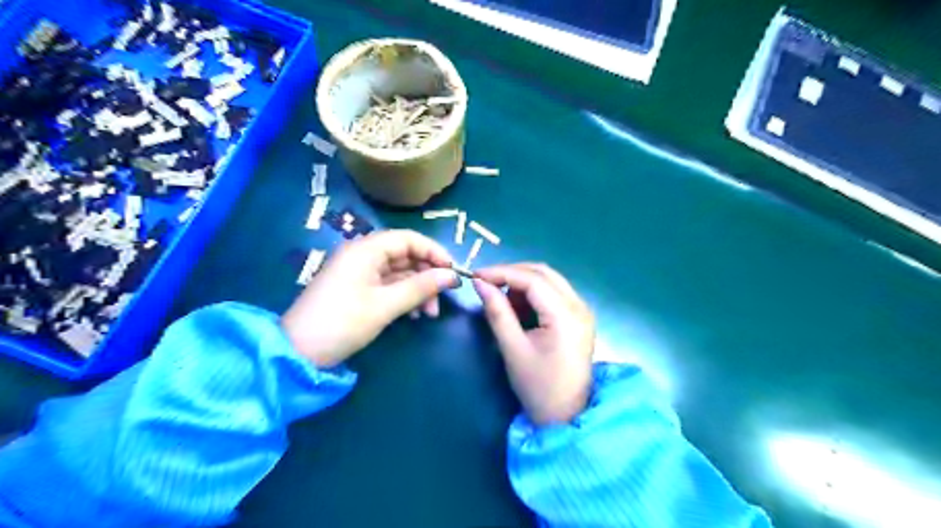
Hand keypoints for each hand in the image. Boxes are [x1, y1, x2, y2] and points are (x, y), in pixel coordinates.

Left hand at [283, 229, 459, 369]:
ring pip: (399, 273)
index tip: (453, 272)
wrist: (299, 352)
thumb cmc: (343, 322)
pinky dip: (404, 297)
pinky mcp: (357, 289)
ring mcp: (359, 273)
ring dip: (418, 290)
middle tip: (443, 298)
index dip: (434, 252)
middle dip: (427, 276)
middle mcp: (363, 255)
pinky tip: (413, 315)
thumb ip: (421, 287)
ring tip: (429, 314)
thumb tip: (452, 275)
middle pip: (405, 256)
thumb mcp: (386, 305)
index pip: (409, 239)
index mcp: (366, 250)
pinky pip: (388, 286)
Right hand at [470, 261, 594, 425]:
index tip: (476, 275)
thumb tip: (479, 283)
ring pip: (549, 280)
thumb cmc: (538, 387)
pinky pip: (554, 293)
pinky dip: (533, 295)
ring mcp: (582, 311)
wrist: (566, 416)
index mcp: (567, 315)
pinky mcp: (579, 317)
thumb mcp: (513, 349)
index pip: (533, 279)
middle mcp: (580, 306)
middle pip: (544, 273)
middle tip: (487, 284)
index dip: (502, 272)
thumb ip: (497, 312)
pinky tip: (520, 311)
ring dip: (523, 284)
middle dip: (512, 274)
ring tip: (503, 304)